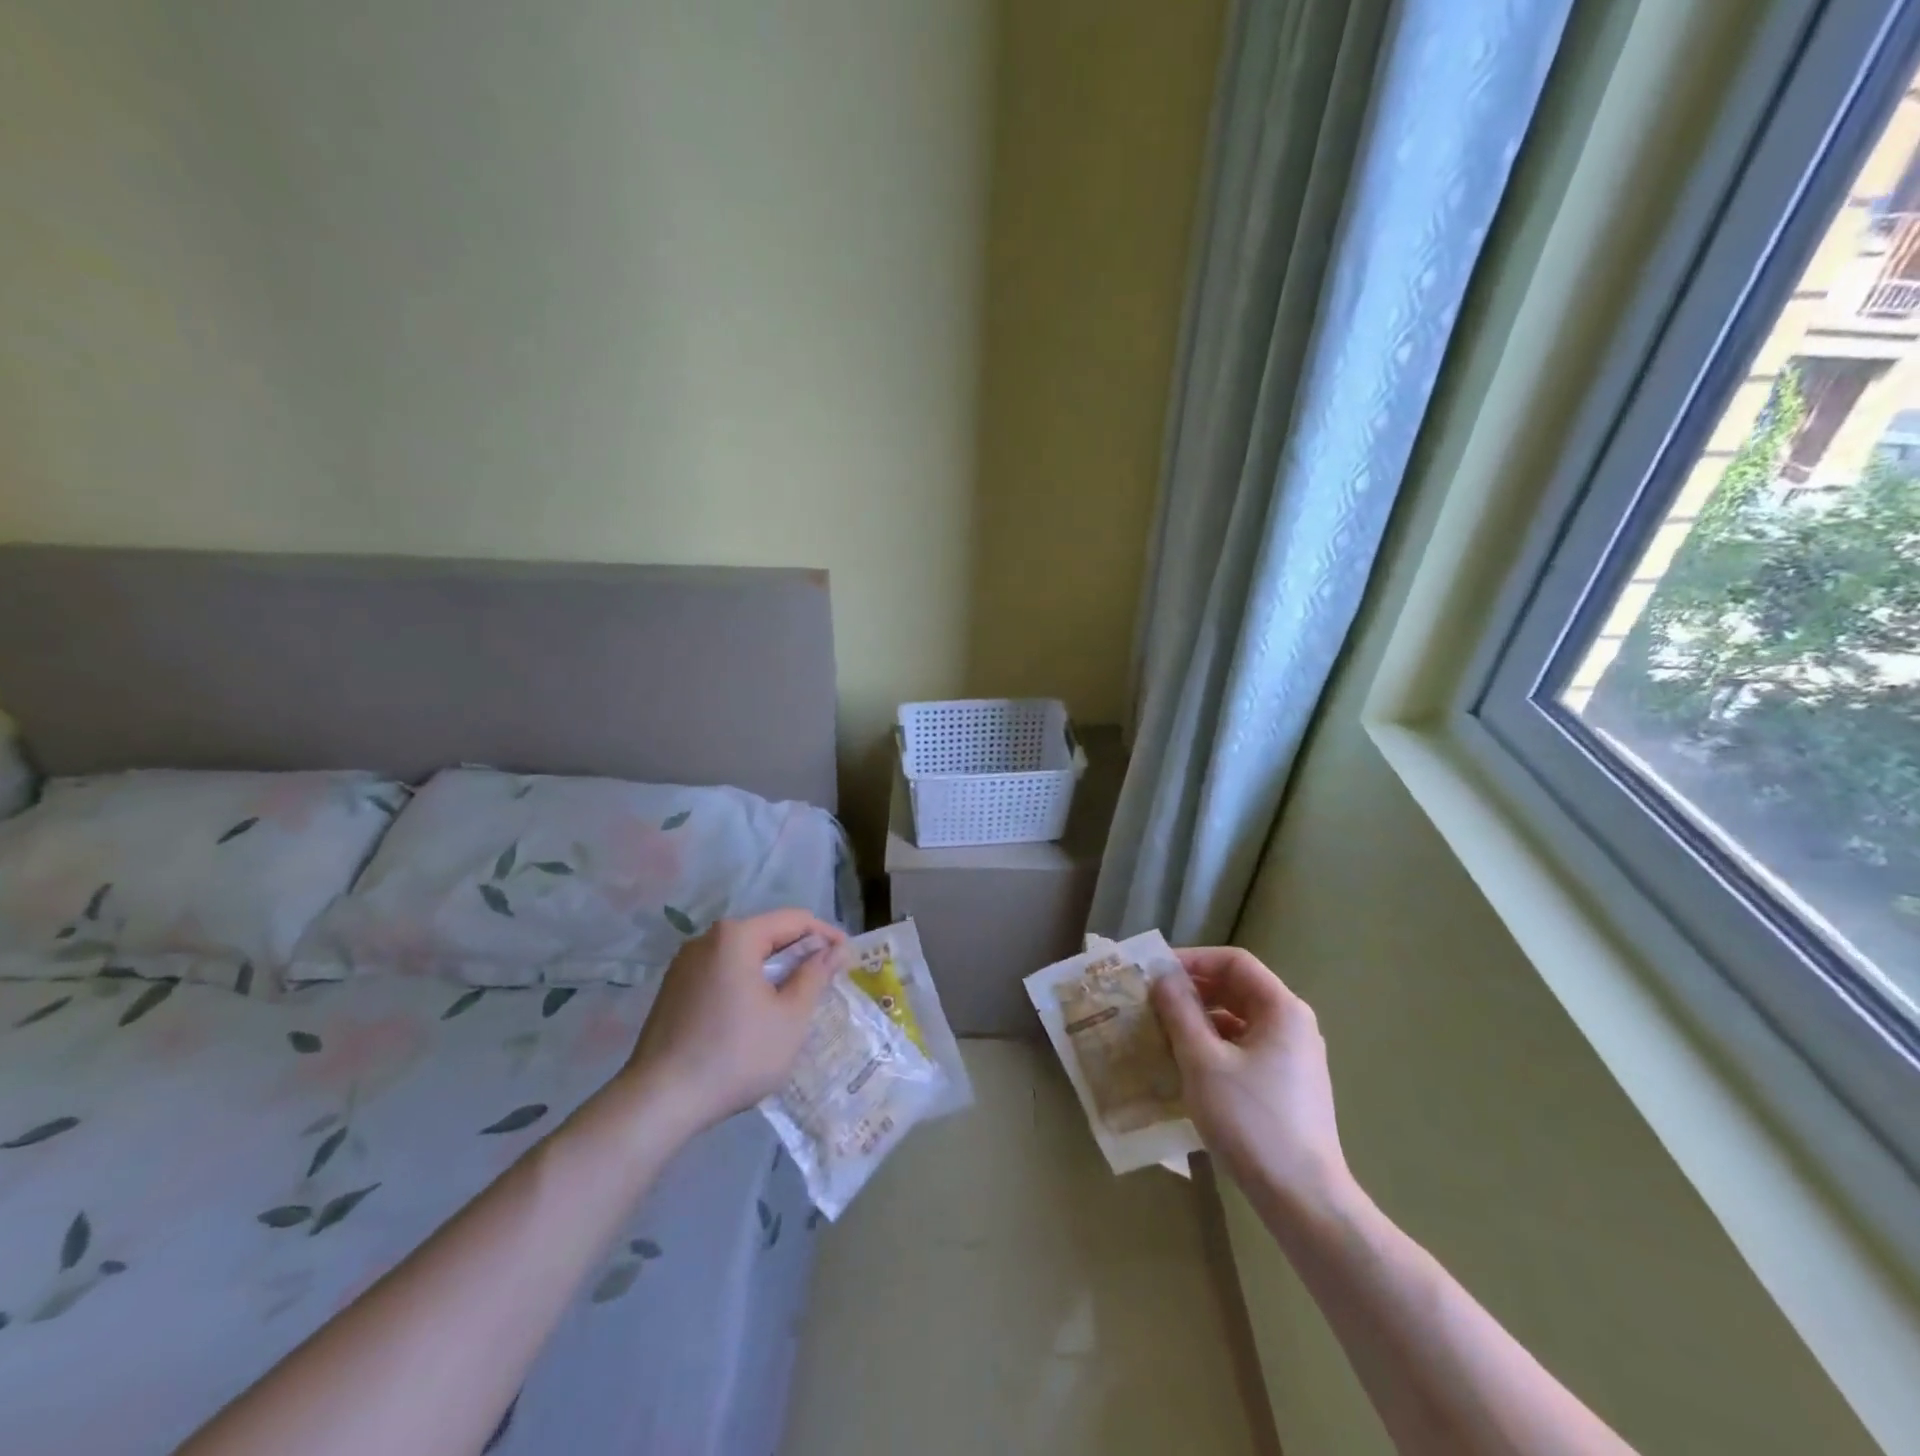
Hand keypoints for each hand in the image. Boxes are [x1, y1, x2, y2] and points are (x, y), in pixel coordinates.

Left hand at [622, 909, 844, 1132]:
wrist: (659, 1101)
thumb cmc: (736, 1054)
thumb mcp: (790, 1017)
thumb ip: (815, 975)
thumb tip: (835, 950)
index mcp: (736, 936)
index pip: (794, 920)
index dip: (826, 935)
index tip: (848, 957)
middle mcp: (707, 939)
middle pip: (766, 934)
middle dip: (799, 953)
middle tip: (826, 979)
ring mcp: (684, 964)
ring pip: (743, 955)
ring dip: (773, 970)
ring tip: (795, 998)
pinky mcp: (673, 990)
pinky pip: (721, 973)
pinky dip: (746, 983)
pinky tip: (756, 1013)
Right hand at [1150, 947, 1352, 1217]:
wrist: (1303, 1200)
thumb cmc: (1250, 1120)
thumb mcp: (1202, 1060)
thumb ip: (1179, 1011)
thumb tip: (1162, 976)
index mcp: (1282, 1009)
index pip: (1234, 962)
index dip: (1193, 959)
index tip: (1155, 972)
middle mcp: (1293, 1025)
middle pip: (1237, 988)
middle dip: (1192, 990)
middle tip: (1152, 1000)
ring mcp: (1293, 1057)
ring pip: (1238, 1020)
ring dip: (1199, 1020)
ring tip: (1161, 1032)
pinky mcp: (1286, 1085)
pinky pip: (1244, 1048)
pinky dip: (1213, 1046)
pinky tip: (1185, 1065)